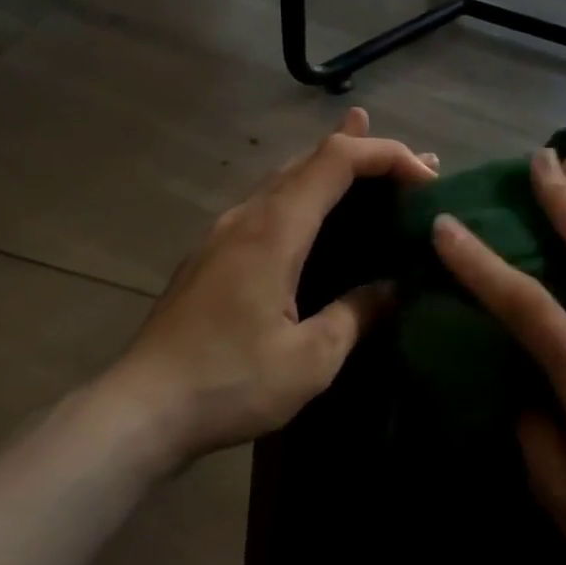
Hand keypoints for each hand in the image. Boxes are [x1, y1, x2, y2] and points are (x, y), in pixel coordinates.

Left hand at [96, 108, 436, 465]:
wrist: (139, 410)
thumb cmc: (230, 382)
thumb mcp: (310, 358)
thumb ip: (356, 313)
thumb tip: (392, 288)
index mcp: (275, 230)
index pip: (336, 160)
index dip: (385, 154)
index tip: (426, 177)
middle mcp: (248, 216)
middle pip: (312, 159)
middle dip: (369, 154)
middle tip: (417, 168)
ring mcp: (224, 233)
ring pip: (288, 179)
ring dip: (336, 172)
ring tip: (377, 171)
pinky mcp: (213, 255)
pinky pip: (271, 205)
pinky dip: (309, 196)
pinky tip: (318, 216)